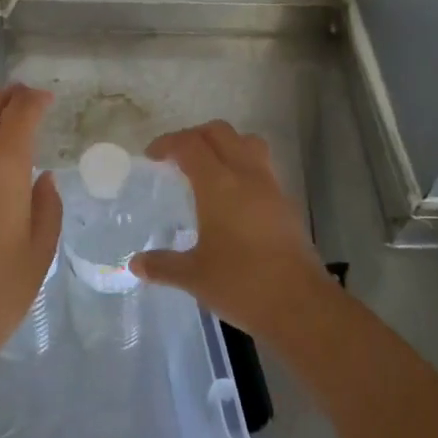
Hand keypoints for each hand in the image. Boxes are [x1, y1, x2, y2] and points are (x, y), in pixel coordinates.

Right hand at [129, 121, 337, 339]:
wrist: (301, 305)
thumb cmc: (242, 284)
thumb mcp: (194, 276)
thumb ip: (163, 265)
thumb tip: (136, 263)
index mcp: (218, 183)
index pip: (190, 144)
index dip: (168, 143)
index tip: (152, 156)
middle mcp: (245, 174)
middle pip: (219, 132)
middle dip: (195, 136)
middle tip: (177, 157)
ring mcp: (270, 186)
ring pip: (246, 142)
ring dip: (224, 144)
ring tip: (208, 167)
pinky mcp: (286, 203)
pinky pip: (262, 166)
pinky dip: (243, 166)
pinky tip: (233, 196)